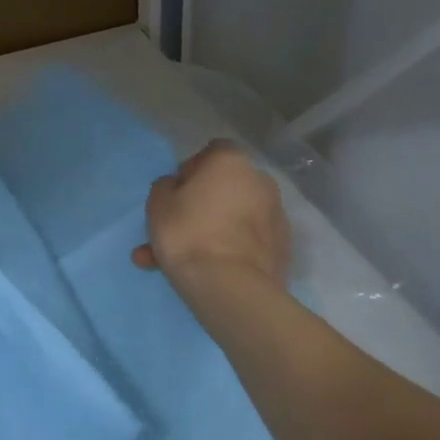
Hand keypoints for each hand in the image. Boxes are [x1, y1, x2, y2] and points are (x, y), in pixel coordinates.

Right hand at [132, 140, 289, 289]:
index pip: (212, 152)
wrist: (230, 288)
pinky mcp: (282, 247)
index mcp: (231, 162)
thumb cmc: (188, 234)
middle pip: (225, 187)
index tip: (177, 193)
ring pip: (234, 218)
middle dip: (201, 205)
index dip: (192, 169)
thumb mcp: (157, 205)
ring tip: (181, 262)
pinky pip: (247, 241)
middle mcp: (260, 181)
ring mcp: (276, 215)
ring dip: (211, 231)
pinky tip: (207, 272)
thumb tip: (177, 186)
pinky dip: (230, 249)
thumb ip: (165, 187)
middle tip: (176, 231)